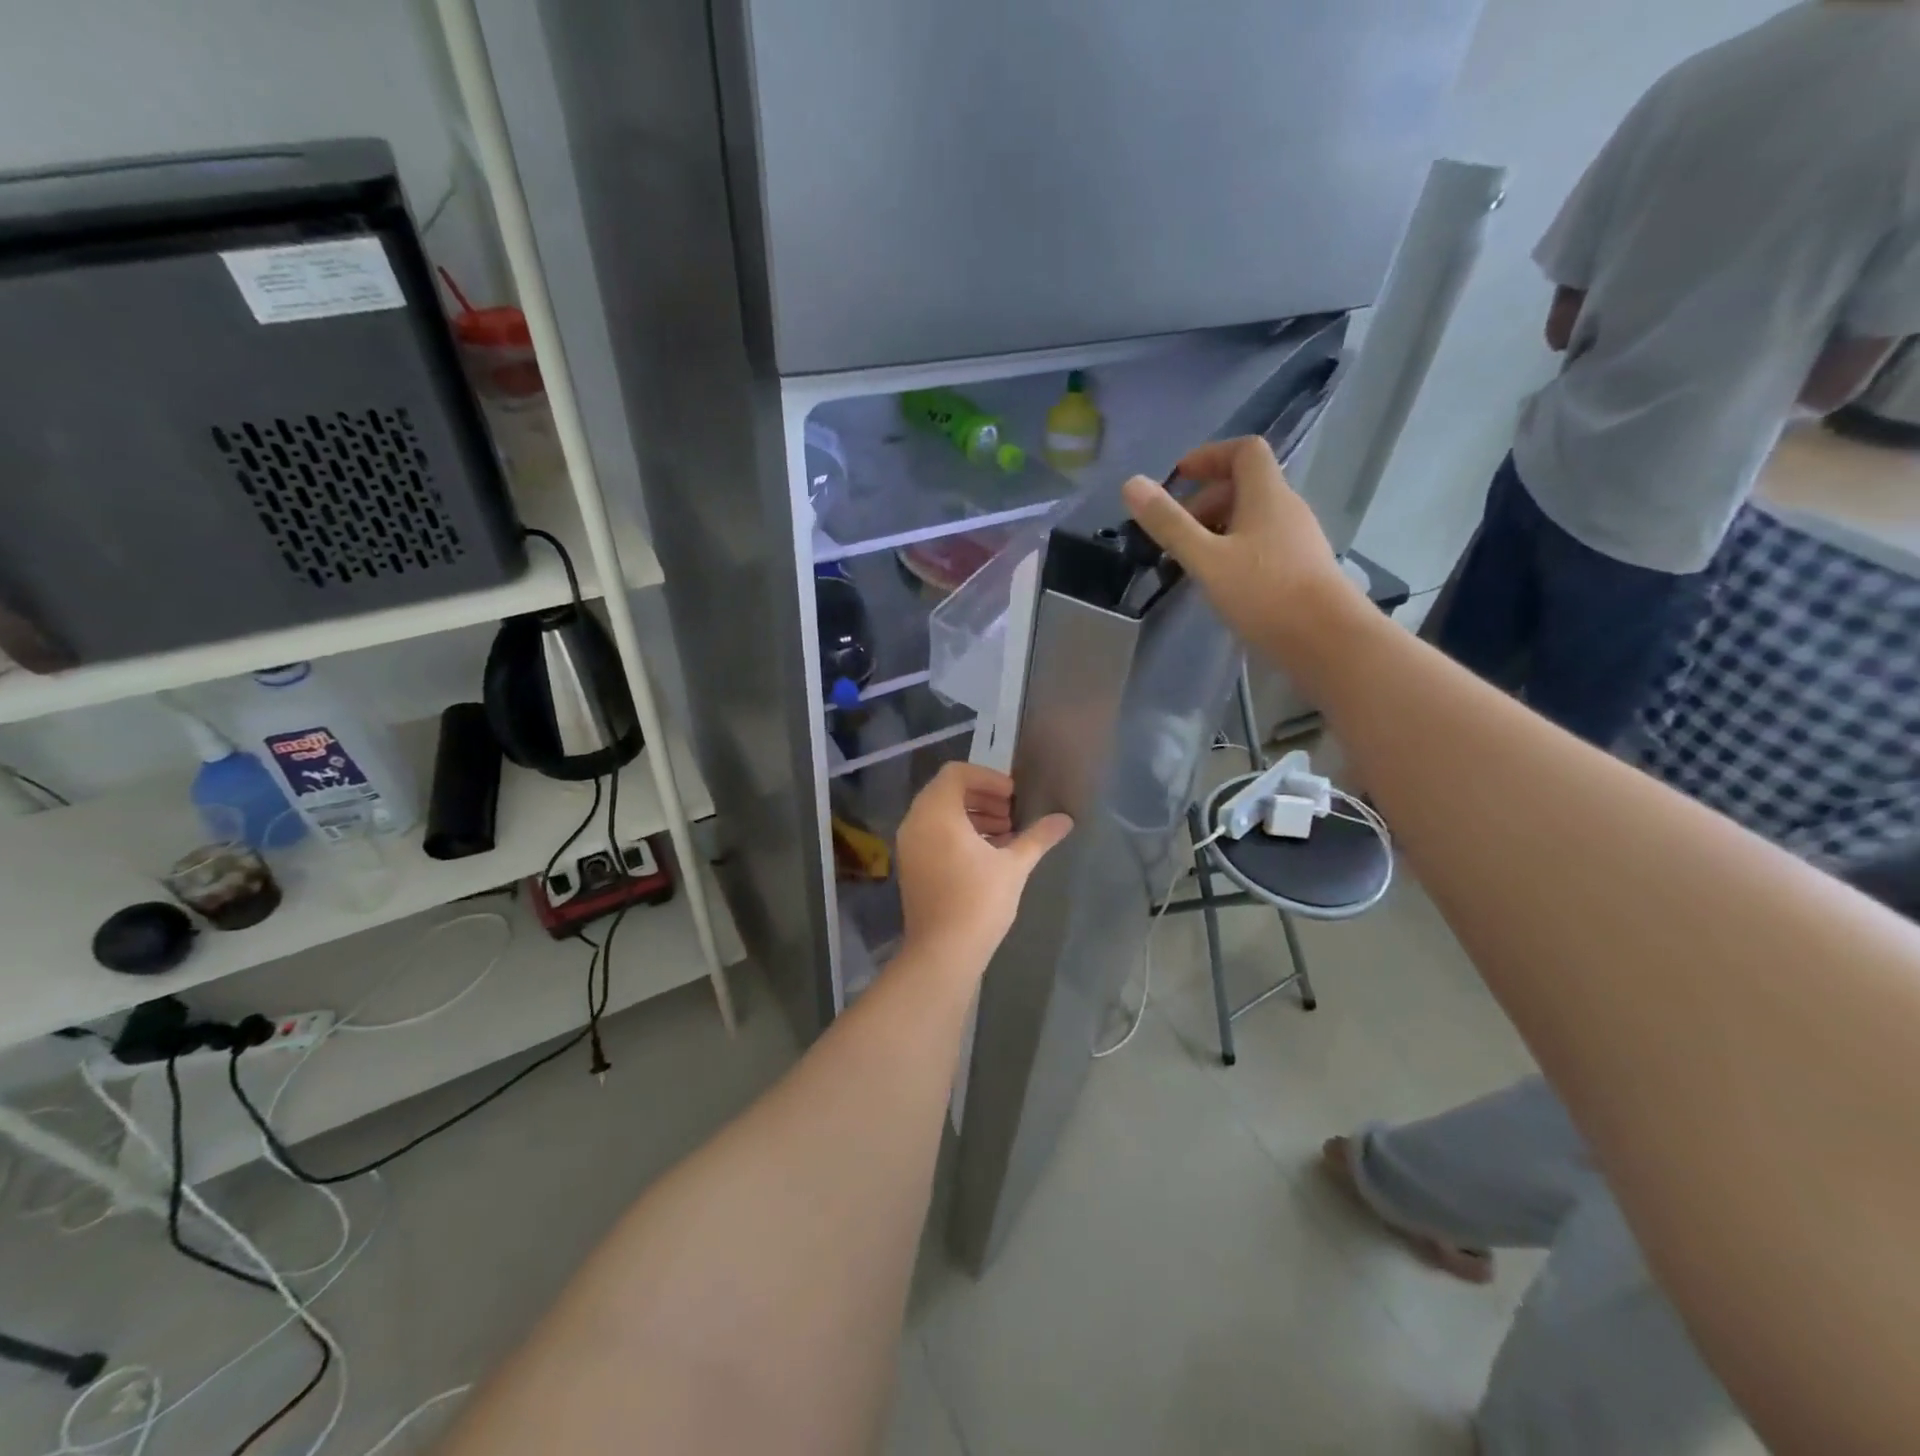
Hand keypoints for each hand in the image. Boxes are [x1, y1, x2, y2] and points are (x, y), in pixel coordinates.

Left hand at [895, 763, 1072, 974]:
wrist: (943, 953)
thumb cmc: (978, 902)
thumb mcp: (1014, 866)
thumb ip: (1038, 837)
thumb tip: (1065, 819)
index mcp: (936, 813)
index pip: (956, 773)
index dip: (988, 778)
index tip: (1013, 796)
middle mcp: (915, 823)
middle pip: (946, 791)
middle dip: (982, 797)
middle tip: (1011, 814)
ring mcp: (909, 846)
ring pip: (939, 814)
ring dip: (972, 816)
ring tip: (1005, 835)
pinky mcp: (911, 866)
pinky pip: (932, 834)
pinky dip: (958, 833)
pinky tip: (987, 855)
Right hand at [1121, 437, 1366, 679]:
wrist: (1328, 641)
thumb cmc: (1265, 593)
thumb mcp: (1206, 559)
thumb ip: (1169, 524)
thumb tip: (1132, 484)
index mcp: (1267, 495)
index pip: (1244, 451)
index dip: (1210, 455)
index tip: (1179, 477)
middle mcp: (1287, 509)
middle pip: (1246, 486)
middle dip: (1206, 500)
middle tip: (1176, 530)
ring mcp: (1298, 540)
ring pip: (1253, 518)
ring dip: (1219, 528)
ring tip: (1192, 559)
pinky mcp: (1301, 568)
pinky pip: (1262, 543)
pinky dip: (1235, 550)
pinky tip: (1220, 581)